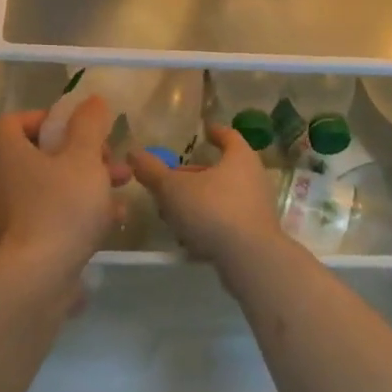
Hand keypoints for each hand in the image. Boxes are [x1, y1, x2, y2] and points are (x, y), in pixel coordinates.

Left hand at [0, 96, 118, 288]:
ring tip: (123, 187)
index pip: (15, 122)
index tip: (79, 127)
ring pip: (55, 186)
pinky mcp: (29, 245)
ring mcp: (15, 216)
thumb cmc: (61, 208)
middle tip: (112, 159)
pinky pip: (58, 217)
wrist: (38, 281)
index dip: (47, 117)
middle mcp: (6, 182)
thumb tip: (93, 101)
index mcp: (11, 154)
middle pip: (43, 154)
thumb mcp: (84, 158)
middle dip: (84, 153)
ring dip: (90, 182)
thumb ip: (90, 125)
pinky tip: (113, 220)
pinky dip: (83, 213)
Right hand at [131, 126, 284, 275]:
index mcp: (240, 158)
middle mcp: (253, 178)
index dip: (215, 132)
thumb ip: (153, 171)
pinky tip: (188, 236)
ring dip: (199, 201)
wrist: (250, 260)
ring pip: (223, 197)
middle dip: (197, 174)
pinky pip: (227, 221)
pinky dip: (208, 223)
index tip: (205, 130)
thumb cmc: (212, 210)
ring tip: (174, 211)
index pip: (229, 136)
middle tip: (173, 179)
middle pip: (222, 169)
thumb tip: (133, 152)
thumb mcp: (173, 189)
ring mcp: (257, 208)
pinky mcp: (255, 235)